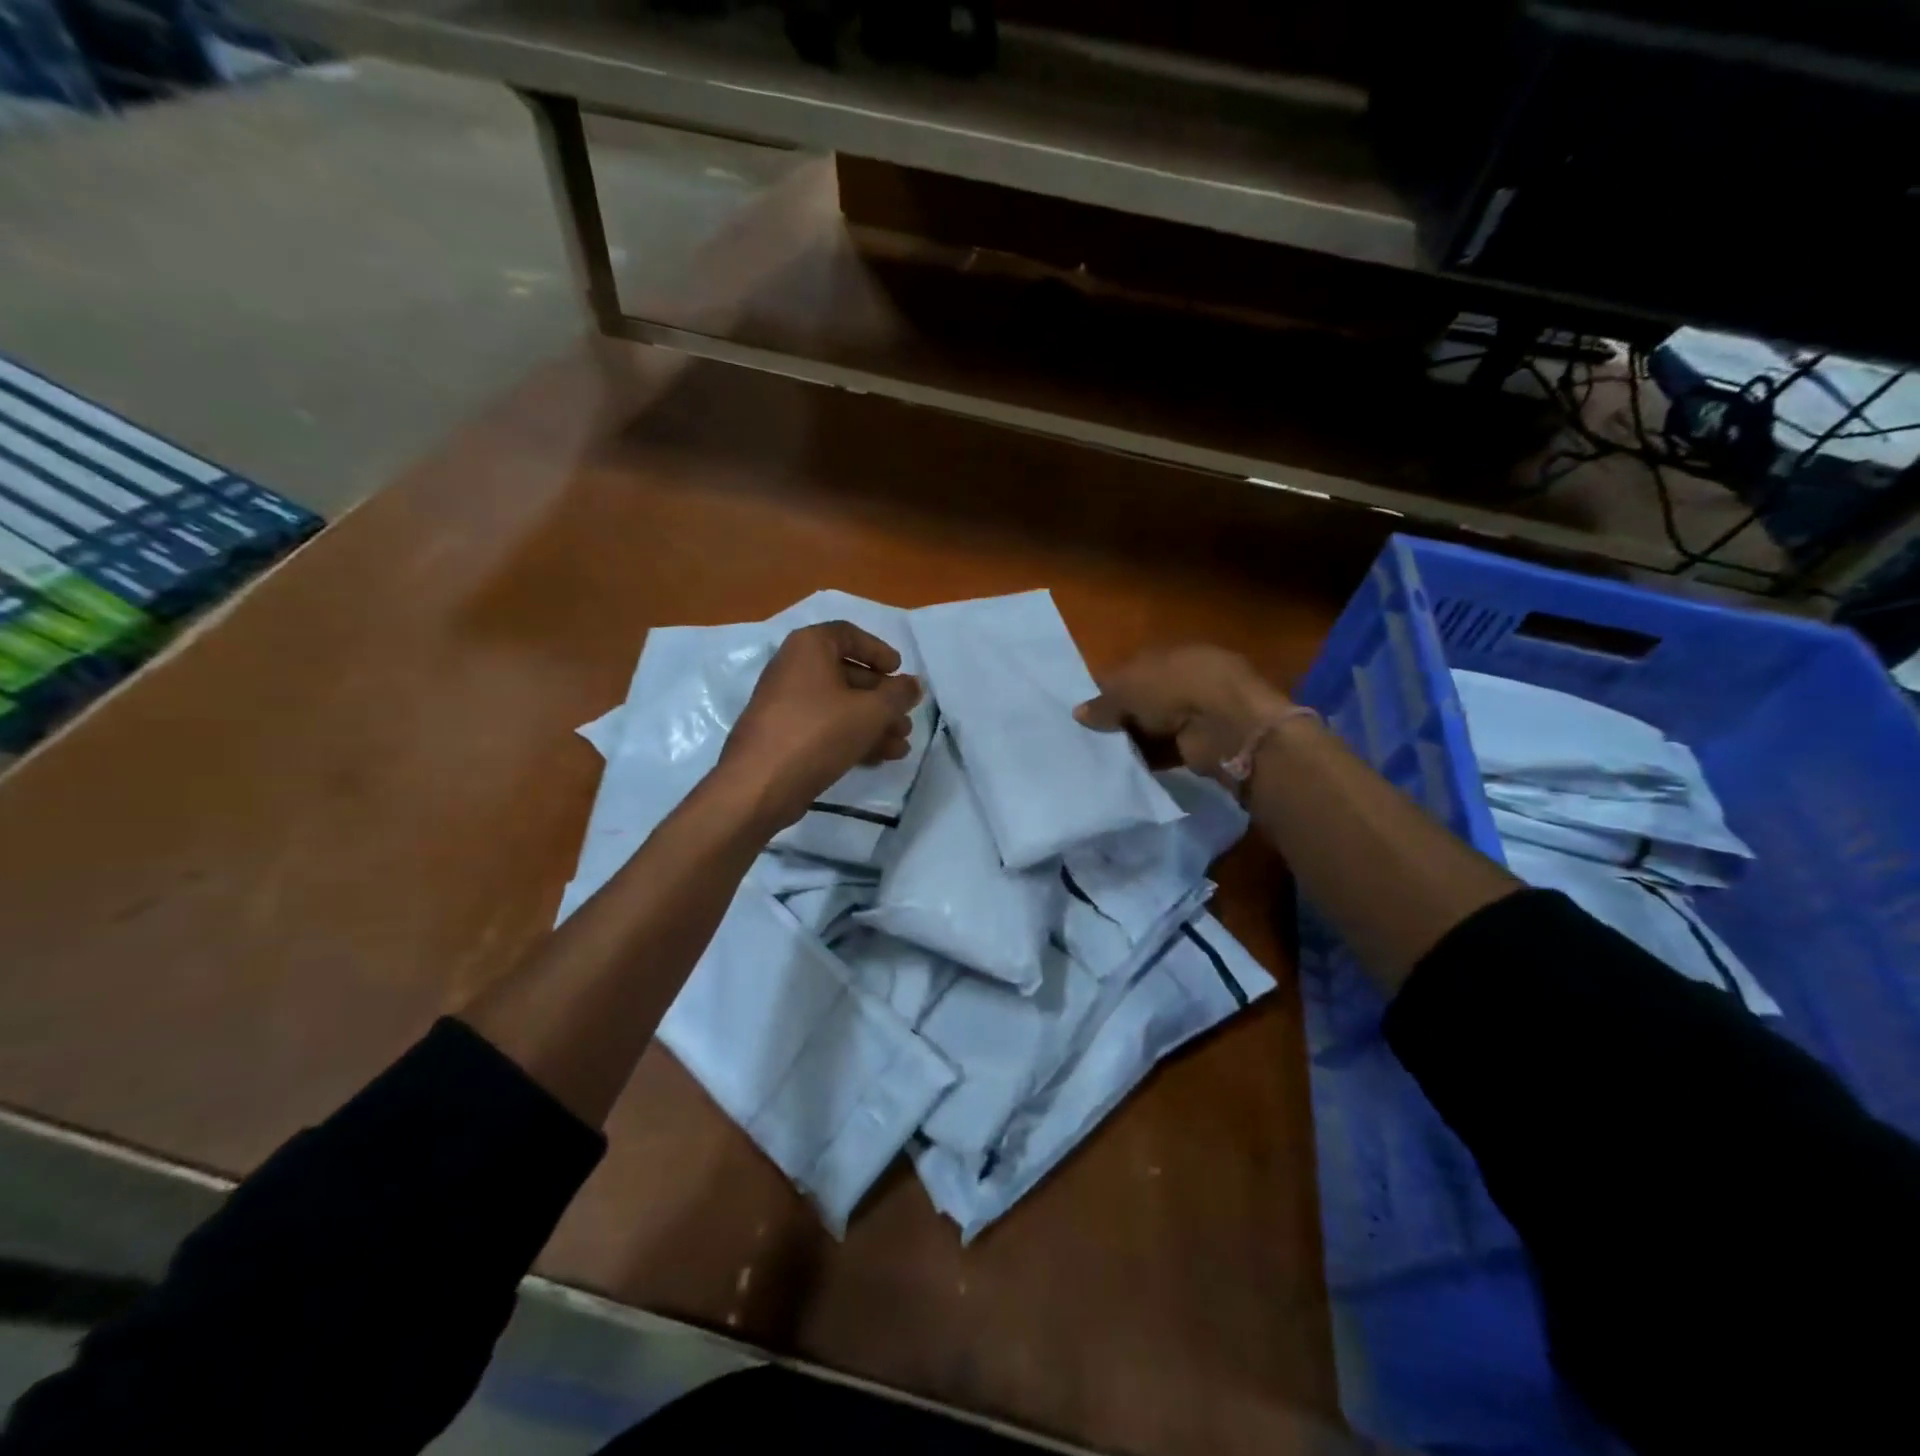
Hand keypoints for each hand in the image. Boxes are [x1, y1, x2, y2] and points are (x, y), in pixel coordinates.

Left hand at [716, 620, 921, 831]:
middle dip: (882, 699)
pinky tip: (879, 758)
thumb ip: (899, 695)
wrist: (759, 784)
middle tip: (906, 718)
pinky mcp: (784, 735)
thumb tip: (914, 684)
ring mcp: (785, 703)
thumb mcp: (870, 712)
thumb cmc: (818, 733)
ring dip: (873, 723)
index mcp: (810, 647)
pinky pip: (825, 727)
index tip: (899, 671)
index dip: (879, 651)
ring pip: (839, 706)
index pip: (850, 635)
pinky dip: (852, 737)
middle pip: (848, 674)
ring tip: (901, 746)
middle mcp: (793, 667)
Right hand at [1075, 645, 1290, 778]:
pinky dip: (1149, 758)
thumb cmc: (1174, 688)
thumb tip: (1078, 713)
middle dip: (1122, 715)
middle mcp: (1187, 679)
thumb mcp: (1128, 689)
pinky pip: (1166, 751)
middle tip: (1091, 735)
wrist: (1224, 724)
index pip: (1134, 668)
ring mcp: (1198, 713)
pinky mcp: (1201, 743)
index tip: (1087, 709)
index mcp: (1172, 654)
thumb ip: (1103, 703)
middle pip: (1145, 698)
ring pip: (1155, 726)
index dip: (1110, 687)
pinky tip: (1125, 768)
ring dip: (1135, 739)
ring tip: (1102, 755)